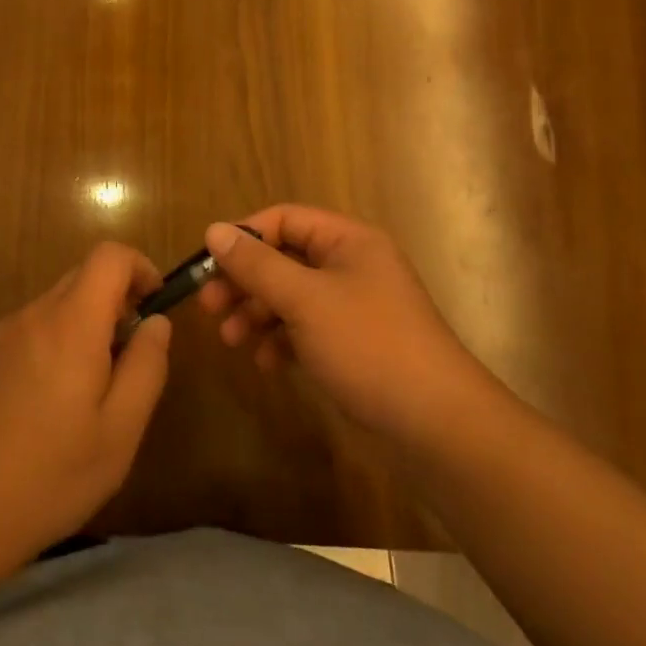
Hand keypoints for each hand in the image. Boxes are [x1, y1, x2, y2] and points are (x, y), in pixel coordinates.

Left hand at [0, 243, 171, 557]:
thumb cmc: (52, 473)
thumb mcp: (120, 429)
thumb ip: (146, 366)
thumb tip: (156, 322)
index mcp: (71, 323)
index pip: (109, 256)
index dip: (139, 268)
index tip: (154, 306)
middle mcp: (34, 314)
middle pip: (82, 277)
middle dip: (115, 302)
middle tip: (128, 359)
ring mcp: (3, 333)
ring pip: (56, 305)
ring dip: (84, 326)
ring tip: (89, 391)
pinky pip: (32, 329)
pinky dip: (55, 343)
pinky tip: (50, 404)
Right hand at [197, 206, 488, 443]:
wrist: (436, 424)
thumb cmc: (368, 345)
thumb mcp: (304, 300)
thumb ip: (256, 264)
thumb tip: (214, 230)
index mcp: (347, 241)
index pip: (284, 220)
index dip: (244, 237)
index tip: (209, 265)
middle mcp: (351, 266)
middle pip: (283, 259)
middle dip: (244, 282)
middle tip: (209, 307)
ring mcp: (353, 307)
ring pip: (291, 297)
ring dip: (257, 314)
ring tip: (231, 341)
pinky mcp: (353, 345)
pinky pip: (305, 330)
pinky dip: (281, 341)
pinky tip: (266, 363)